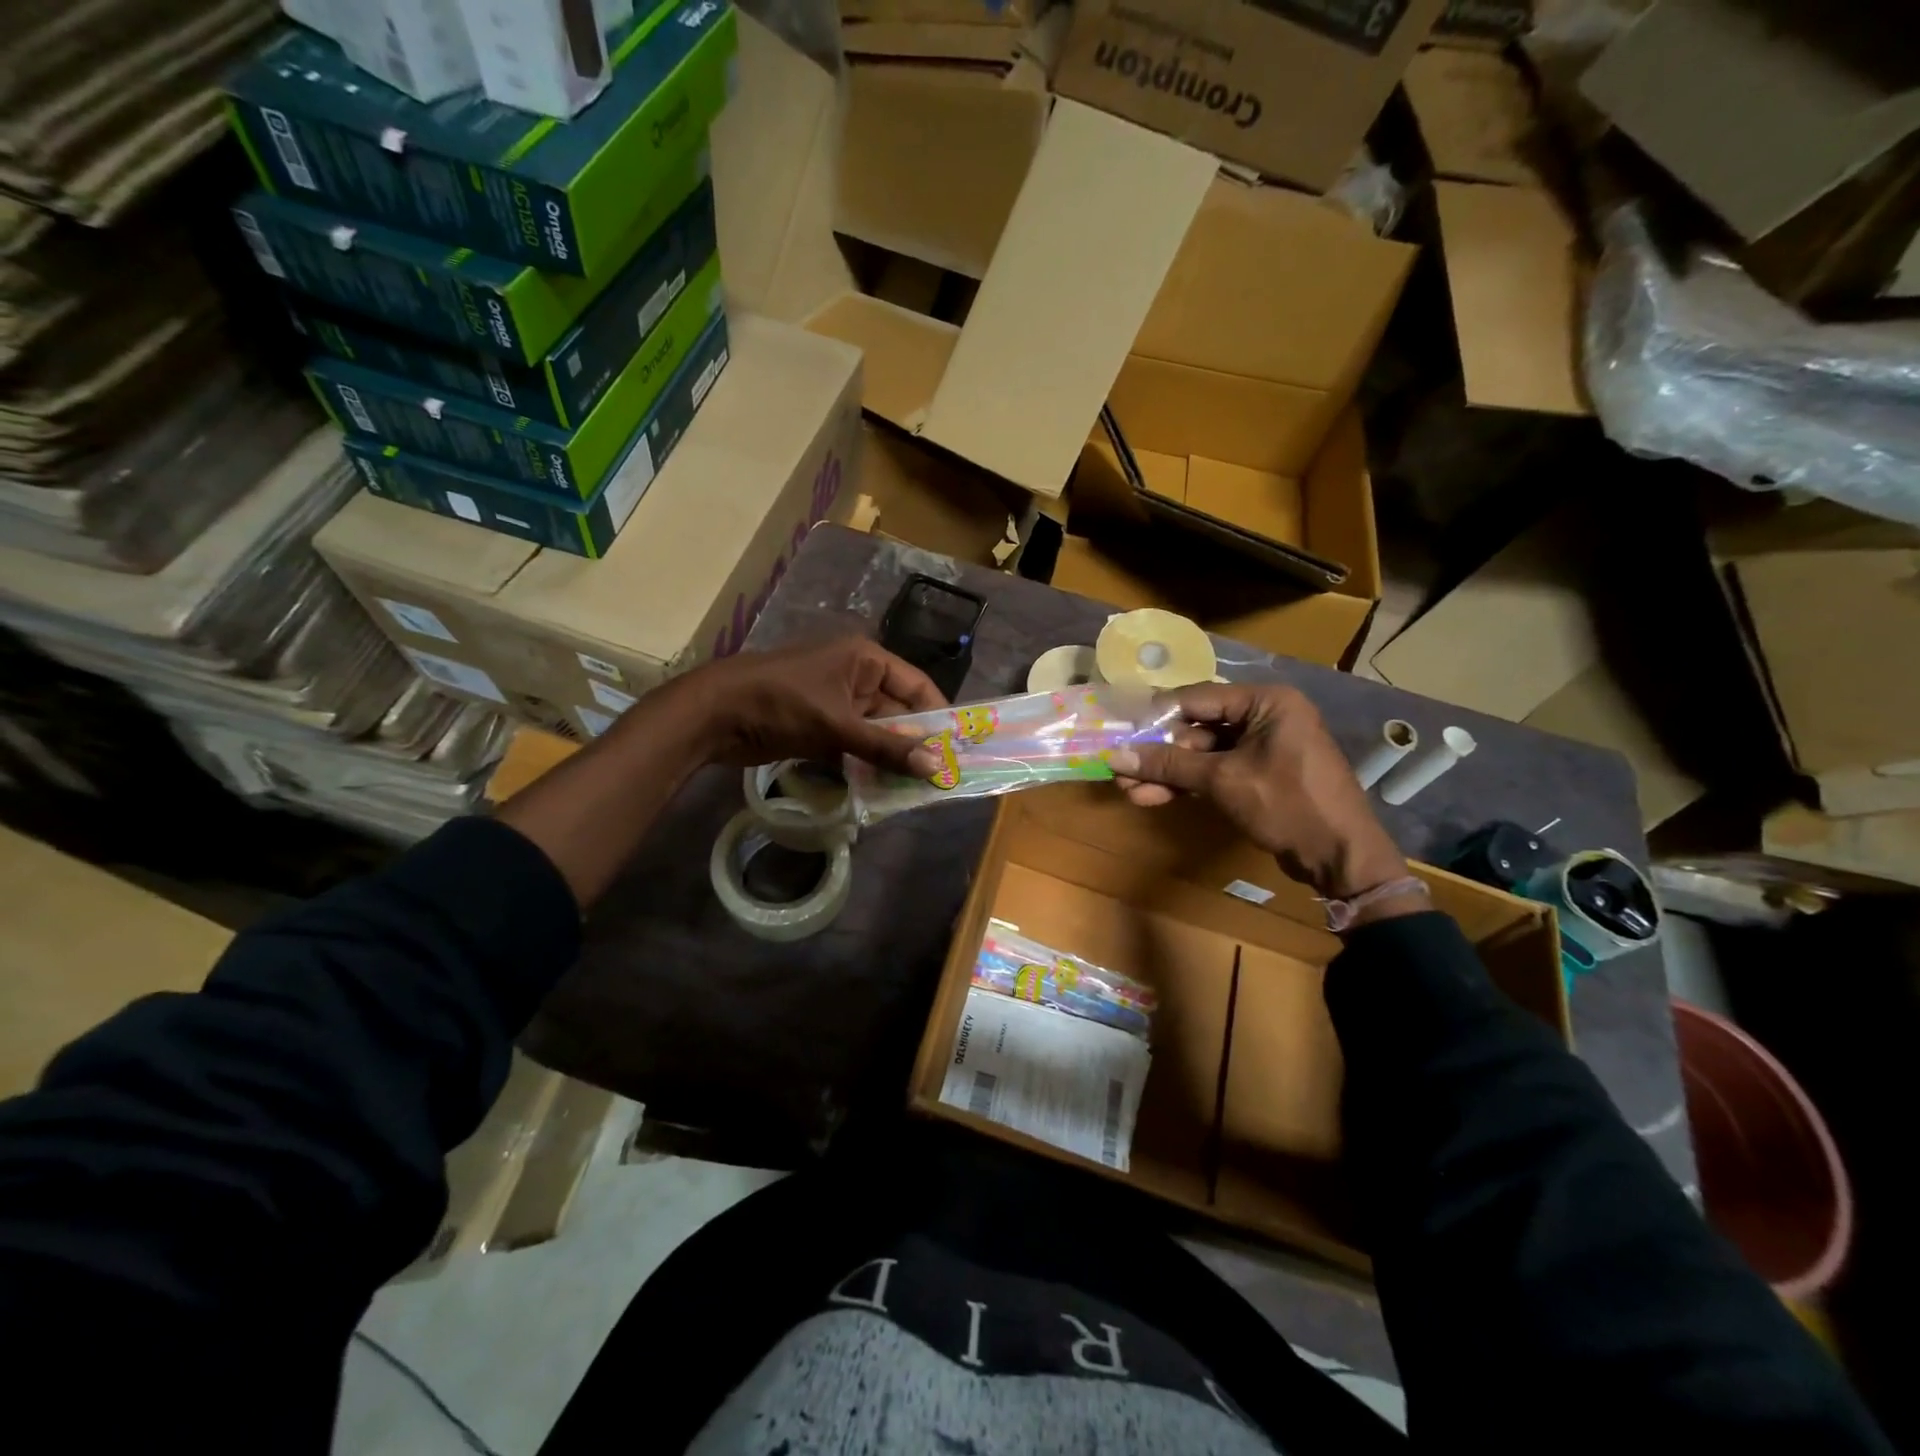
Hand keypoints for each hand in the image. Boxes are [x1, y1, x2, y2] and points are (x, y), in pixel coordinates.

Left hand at [689, 636, 946, 776]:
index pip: (917, 685)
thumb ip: (886, 747)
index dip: (938, 715)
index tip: (958, 748)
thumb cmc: (781, 704)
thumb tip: (936, 767)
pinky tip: (883, 790)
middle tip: (939, 779)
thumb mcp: (837, 724)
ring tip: (916, 790)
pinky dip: (867, 766)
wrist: (714, 714)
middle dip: (915, 744)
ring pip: (877, 734)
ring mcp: (837, 704)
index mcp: (865, 660)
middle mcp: (856, 678)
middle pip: (899, 713)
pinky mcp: (820, 728)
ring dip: (891, 760)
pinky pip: (855, 747)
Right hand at [1109, 683, 1410, 900]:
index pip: (1198, 697)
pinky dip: (1188, 784)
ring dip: (1168, 772)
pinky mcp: (1260, 775)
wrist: (1341, 857)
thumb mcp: (1224, 780)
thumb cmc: (1288, 804)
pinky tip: (1153, 796)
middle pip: (1198, 727)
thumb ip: (1169, 764)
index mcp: (1267, 702)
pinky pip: (1217, 772)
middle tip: (1122, 769)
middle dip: (1159, 753)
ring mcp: (1264, 748)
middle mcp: (1266, 717)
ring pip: (1204, 754)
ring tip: (1129, 790)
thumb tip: (1115, 756)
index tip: (1122, 731)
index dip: (1157, 716)